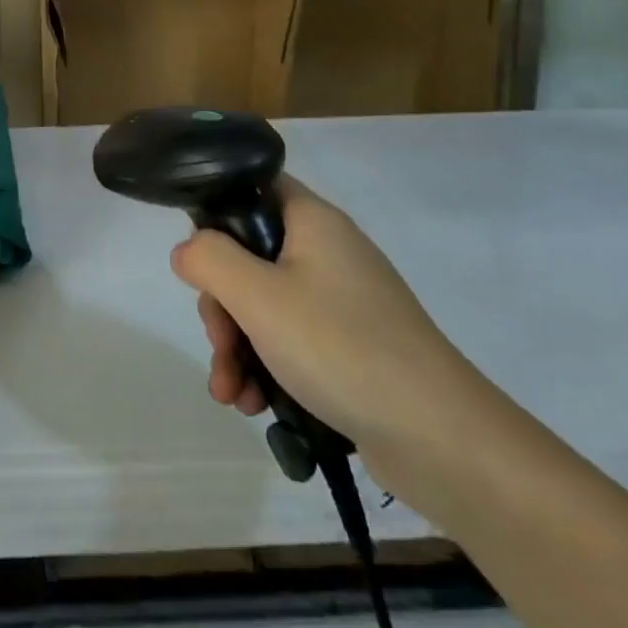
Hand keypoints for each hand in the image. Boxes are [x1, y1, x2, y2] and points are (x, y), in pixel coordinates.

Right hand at [169, 173, 487, 456]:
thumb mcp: (258, 296)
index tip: (200, 258)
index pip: (254, 188)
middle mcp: (328, 252)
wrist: (439, 438)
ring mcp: (342, 302)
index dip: (218, 212)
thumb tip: (187, 249)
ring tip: (230, 395)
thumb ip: (209, 260)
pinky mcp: (350, 347)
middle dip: (222, 305)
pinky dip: (267, 368)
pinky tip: (255, 406)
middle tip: (219, 344)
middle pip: (250, 257)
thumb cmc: (340, 347)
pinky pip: (292, 342)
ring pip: (265, 306)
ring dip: (237, 347)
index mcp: (313, 222)